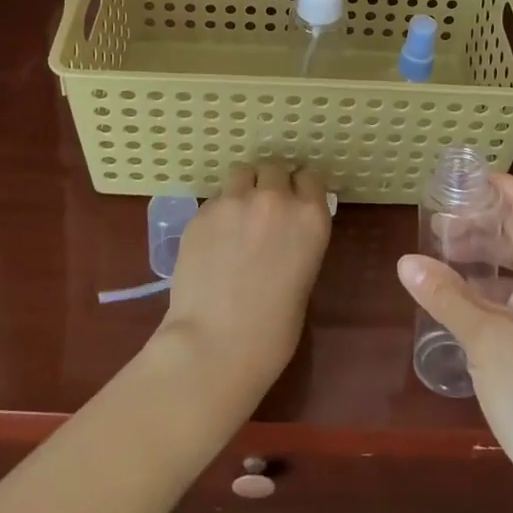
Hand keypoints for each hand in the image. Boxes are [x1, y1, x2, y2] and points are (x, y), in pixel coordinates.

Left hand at [152, 160, 331, 417]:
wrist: (215, 345)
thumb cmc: (272, 332)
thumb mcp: (303, 279)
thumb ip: (297, 242)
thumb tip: (282, 233)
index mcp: (310, 217)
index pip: (310, 177)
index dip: (300, 187)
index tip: (295, 199)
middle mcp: (275, 199)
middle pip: (274, 167)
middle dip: (270, 182)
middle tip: (263, 208)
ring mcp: (235, 201)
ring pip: (241, 173)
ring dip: (243, 188)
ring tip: (236, 216)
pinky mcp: (202, 212)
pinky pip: (215, 200)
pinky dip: (218, 212)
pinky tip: (213, 241)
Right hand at [395, 173, 512, 512]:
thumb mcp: (485, 339)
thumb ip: (445, 295)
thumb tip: (405, 261)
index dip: (495, 184)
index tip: (454, 180)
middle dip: (480, 221)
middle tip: (435, 223)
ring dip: (482, 257)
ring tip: (438, 259)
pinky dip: (488, 290)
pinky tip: (457, 304)